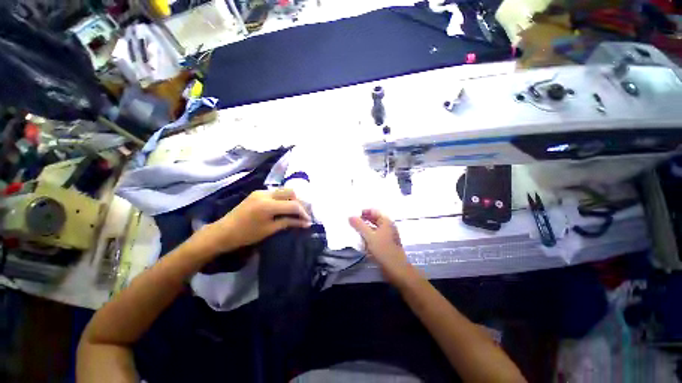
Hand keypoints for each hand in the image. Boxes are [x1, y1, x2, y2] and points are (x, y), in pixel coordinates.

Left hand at [195, 189, 311, 255]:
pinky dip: (283, 199)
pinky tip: (283, 208)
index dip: (303, 213)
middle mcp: (266, 194)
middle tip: (302, 214)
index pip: (293, 205)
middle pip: (291, 192)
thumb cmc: (246, 234)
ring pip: (284, 190)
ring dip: (292, 200)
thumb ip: (289, 222)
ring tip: (294, 211)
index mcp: (268, 205)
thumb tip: (305, 223)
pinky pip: (276, 192)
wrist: (223, 232)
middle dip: (299, 202)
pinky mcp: (258, 192)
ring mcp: (261, 191)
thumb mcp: (270, 230)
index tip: (308, 221)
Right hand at [349, 209, 415, 284]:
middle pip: (373, 219)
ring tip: (355, 232)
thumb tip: (350, 216)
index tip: (354, 216)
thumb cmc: (383, 250)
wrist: (396, 269)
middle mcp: (387, 226)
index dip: (364, 212)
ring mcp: (387, 236)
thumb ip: (359, 225)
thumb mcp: (369, 236)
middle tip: (352, 224)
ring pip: (373, 229)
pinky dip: (368, 237)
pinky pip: (375, 237)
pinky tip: (362, 242)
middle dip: (363, 221)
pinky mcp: (385, 244)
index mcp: (386, 221)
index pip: (374, 211)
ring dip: (365, 230)